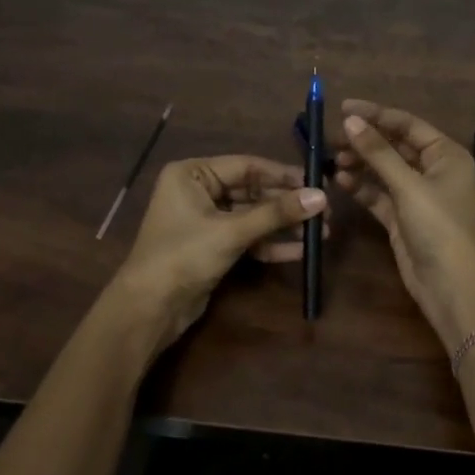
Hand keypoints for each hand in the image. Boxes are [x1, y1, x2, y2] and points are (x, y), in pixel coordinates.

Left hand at [113, 155, 327, 350]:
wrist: (150, 308)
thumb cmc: (184, 256)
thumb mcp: (232, 232)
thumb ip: (276, 213)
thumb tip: (321, 197)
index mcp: (191, 174)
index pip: (247, 166)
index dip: (283, 175)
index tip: (317, 183)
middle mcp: (197, 190)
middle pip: (252, 192)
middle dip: (287, 205)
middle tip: (325, 212)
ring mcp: (205, 220)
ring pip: (252, 217)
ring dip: (283, 226)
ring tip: (320, 234)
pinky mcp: (212, 246)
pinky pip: (247, 237)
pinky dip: (270, 244)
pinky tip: (300, 251)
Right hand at [334, 99, 474, 351]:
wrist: (451, 285)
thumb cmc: (439, 226)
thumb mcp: (409, 185)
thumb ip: (378, 152)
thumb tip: (351, 120)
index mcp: (446, 155)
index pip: (408, 125)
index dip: (376, 114)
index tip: (343, 108)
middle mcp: (433, 171)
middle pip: (394, 147)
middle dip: (364, 141)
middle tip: (331, 138)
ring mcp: (417, 196)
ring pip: (383, 171)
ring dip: (360, 164)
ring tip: (332, 160)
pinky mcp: (402, 218)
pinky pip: (378, 194)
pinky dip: (361, 187)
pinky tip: (339, 181)